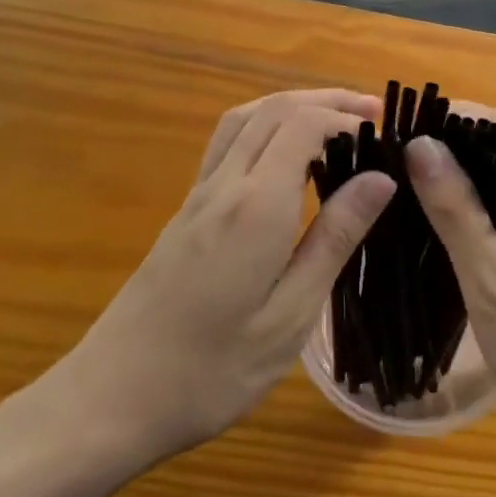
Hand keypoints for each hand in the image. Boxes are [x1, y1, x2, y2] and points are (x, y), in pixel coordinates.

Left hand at [20, 90, 395, 487]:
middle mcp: (224, 184)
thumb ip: (334, 238)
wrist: (112, 397)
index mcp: (256, 206)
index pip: (303, 125)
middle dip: (325, 100)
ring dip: (292, 106)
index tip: (383, 132)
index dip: (345, 116)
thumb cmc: (212, 370)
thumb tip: (380, 179)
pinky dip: (265, 125)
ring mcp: (199, 195)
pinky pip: (227, 143)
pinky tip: (283, 153)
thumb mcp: (290, 315)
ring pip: (245, 118)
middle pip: (274, 109)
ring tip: (333, 118)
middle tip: (372, 111)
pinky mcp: (186, 211)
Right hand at [406, 111, 495, 462]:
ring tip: (418, 180)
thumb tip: (422, 144)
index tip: (410, 125)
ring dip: (474, 168)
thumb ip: (458, 212)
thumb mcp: (494, 285)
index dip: (462, 115)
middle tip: (407, 153)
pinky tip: (454, 226)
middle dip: (464, 137)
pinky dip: (485, 201)